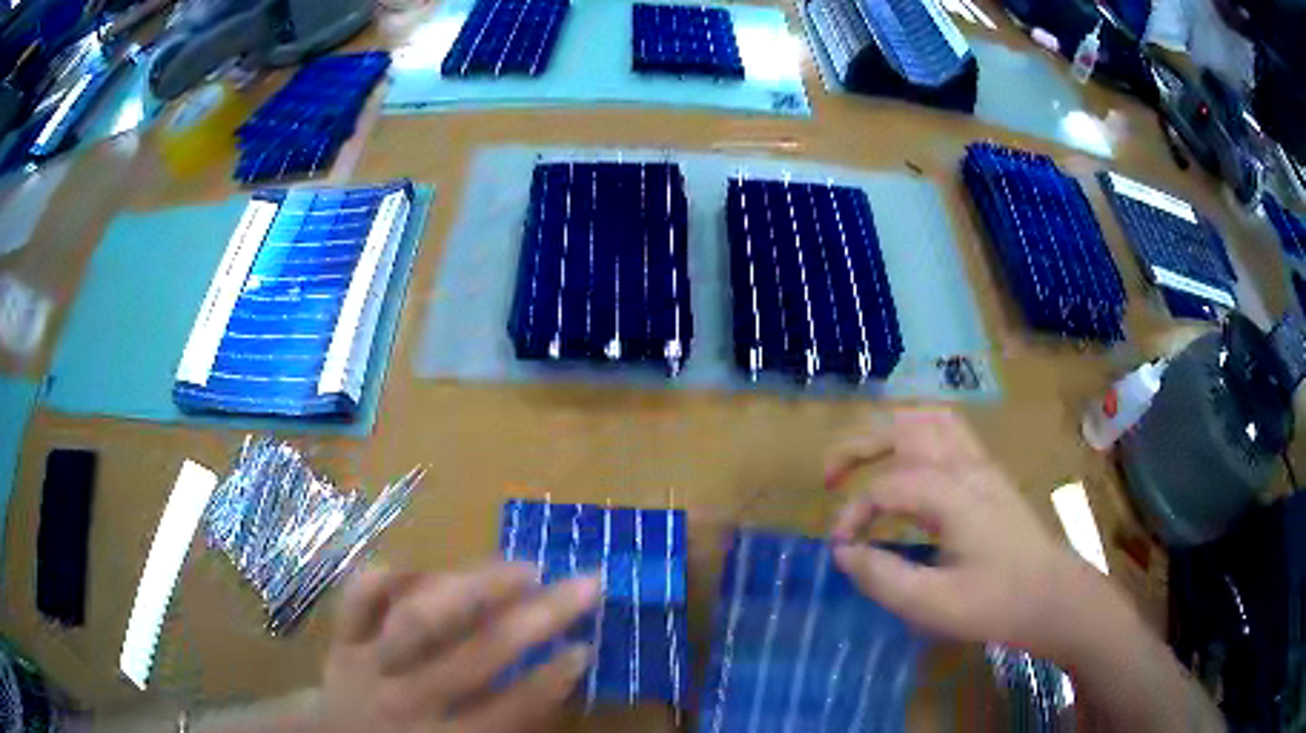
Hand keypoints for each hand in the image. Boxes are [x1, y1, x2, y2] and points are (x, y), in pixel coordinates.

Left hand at [311, 563, 600, 732]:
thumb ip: (506, 725)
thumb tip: (556, 682)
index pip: (511, 707)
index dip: (553, 677)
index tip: (585, 645)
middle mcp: (410, 698)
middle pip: (479, 655)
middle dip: (539, 617)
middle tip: (584, 584)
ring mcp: (370, 663)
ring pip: (421, 619)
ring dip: (474, 588)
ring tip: (521, 567)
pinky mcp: (341, 638)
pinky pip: (360, 599)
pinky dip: (389, 577)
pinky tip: (425, 568)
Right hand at [825, 409, 1090, 658]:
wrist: (1054, 597)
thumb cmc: (997, 603)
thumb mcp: (933, 603)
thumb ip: (883, 577)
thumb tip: (844, 552)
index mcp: (952, 494)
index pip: (885, 487)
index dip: (852, 515)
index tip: (840, 549)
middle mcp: (965, 466)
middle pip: (905, 427)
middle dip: (859, 445)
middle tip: (830, 477)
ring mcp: (982, 465)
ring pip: (930, 419)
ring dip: (890, 430)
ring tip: (866, 460)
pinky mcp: (990, 475)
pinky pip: (950, 431)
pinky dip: (918, 434)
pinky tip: (910, 463)